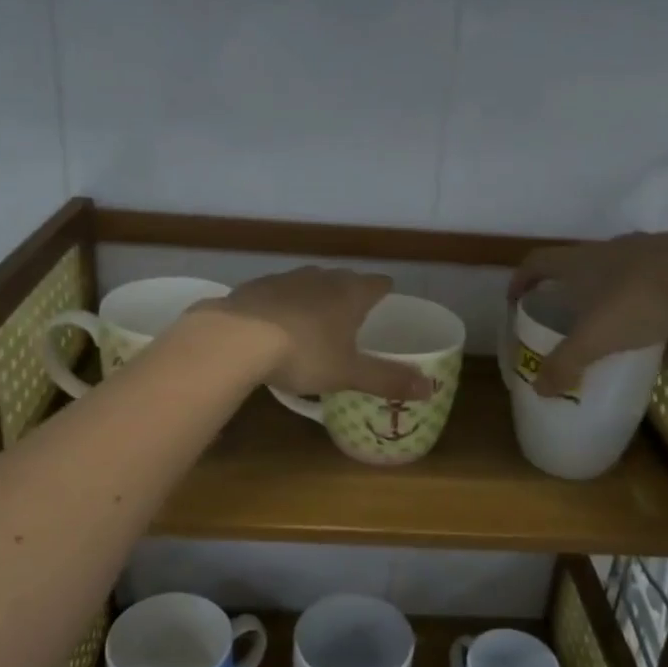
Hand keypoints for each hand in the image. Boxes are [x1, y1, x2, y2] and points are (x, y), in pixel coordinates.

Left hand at [195, 268, 434, 399]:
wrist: (237, 338)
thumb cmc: (304, 354)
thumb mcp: (348, 373)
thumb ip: (388, 380)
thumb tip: (431, 388)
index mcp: (350, 294)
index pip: (377, 284)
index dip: (384, 290)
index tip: (387, 295)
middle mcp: (321, 278)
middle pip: (343, 278)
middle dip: (350, 291)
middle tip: (353, 310)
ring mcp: (285, 278)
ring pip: (309, 281)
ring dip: (315, 294)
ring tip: (315, 315)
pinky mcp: (255, 286)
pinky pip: (277, 291)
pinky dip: (282, 302)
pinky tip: (275, 320)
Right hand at [509, 232, 667, 396]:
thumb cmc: (640, 302)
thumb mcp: (595, 341)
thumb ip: (565, 365)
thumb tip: (538, 389)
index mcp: (582, 262)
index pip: (537, 263)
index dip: (521, 280)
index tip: (517, 301)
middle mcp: (613, 250)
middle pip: (583, 269)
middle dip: (575, 297)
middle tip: (573, 324)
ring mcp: (653, 252)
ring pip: (628, 282)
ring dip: (621, 311)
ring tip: (625, 345)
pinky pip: (667, 293)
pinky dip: (664, 322)